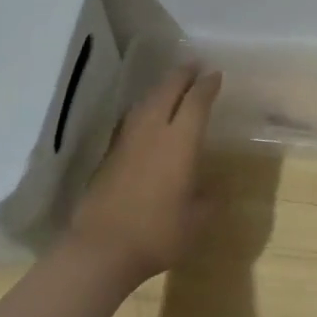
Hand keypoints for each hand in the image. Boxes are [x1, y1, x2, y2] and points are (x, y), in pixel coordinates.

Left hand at [69, 63, 220, 284]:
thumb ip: (208, 199)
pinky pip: (131, 118)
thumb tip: (213, 187)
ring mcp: (127, 140)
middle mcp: (153, 131)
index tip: (216, 74)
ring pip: (146, 101)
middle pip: (167, 90)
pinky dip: (144, 107)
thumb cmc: (158, 234)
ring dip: (161, 88)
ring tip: (171, 85)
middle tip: (194, 66)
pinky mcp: (109, 154)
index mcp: (180, 141)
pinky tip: (145, 115)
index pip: (196, 102)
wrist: (101, 249)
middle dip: (183, 75)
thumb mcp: (196, 221)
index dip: (207, 85)